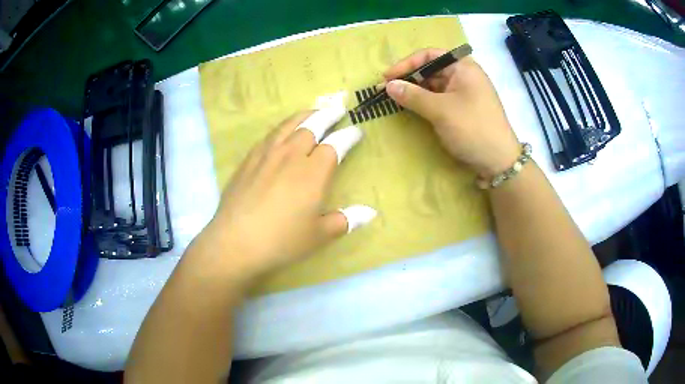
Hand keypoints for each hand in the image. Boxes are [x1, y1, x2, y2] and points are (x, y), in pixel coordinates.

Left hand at [200, 108, 375, 282]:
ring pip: (289, 125)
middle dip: (328, 115)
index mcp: (313, 172)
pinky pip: (269, 135)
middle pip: (312, 126)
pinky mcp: (249, 160)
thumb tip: (371, 212)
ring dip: (305, 115)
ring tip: (313, 111)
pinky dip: (282, 128)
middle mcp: (291, 156)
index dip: (348, 136)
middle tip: (337, 109)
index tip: (356, 130)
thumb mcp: (318, 235)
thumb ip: (346, 220)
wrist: (235, 241)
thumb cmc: (281, 241)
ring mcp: (267, 155)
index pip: (336, 145)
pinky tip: (282, 131)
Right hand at [384, 48, 520, 177]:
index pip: (430, 55)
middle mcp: (464, 76)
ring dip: (415, 91)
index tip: (388, 77)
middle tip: (387, 90)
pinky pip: (440, 99)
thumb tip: (388, 85)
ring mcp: (464, 93)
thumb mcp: (440, 110)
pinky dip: (425, 102)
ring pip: (434, 85)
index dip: (407, 64)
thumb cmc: (472, 128)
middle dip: (409, 78)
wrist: (499, 161)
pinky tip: (412, 108)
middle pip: (431, 69)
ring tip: (395, 100)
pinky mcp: (463, 108)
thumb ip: (412, 96)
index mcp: (463, 67)